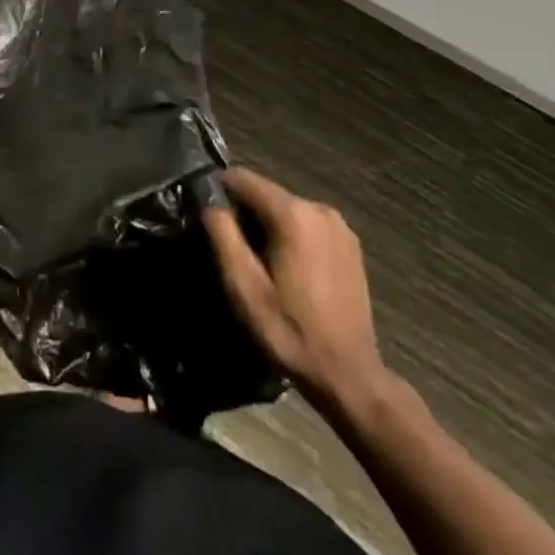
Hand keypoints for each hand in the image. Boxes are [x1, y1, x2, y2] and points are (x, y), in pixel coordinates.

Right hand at [204, 167, 388, 420]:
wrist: (349, 375)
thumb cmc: (290, 330)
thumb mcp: (244, 287)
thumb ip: (223, 235)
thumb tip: (210, 203)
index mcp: (294, 214)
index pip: (244, 178)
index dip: (220, 188)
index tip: (205, 210)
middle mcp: (319, 208)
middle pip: (268, 194)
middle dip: (245, 211)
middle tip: (231, 245)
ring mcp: (339, 225)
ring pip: (288, 209)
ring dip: (268, 224)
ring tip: (257, 260)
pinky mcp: (350, 244)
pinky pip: (308, 224)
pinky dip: (291, 234)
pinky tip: (287, 268)